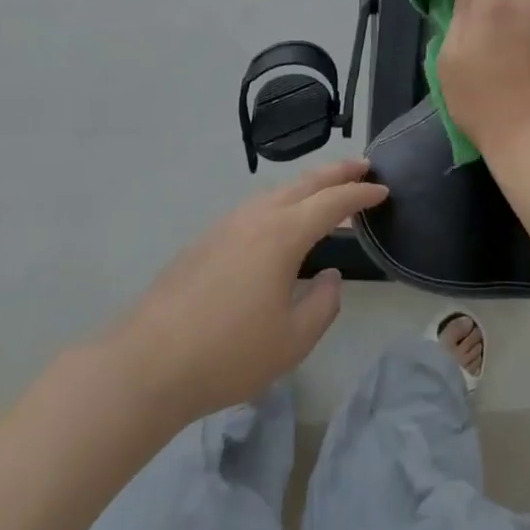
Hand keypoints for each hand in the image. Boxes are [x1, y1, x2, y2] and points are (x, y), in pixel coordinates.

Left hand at [100, 159, 386, 422]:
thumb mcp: (292, 340)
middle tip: (362, 165)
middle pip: (303, 184)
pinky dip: (280, 203)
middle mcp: (255, 218)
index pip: (332, 202)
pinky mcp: (204, 242)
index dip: (361, 194)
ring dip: (306, 186)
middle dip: (336, 172)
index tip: (383, 190)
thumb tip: (331, 277)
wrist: (146, 363)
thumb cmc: (228, 353)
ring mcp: (225, 226)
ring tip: (325, 191)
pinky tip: (279, 222)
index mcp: (282, 235)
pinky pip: (254, 208)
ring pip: (275, 193)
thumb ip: (323, 305)